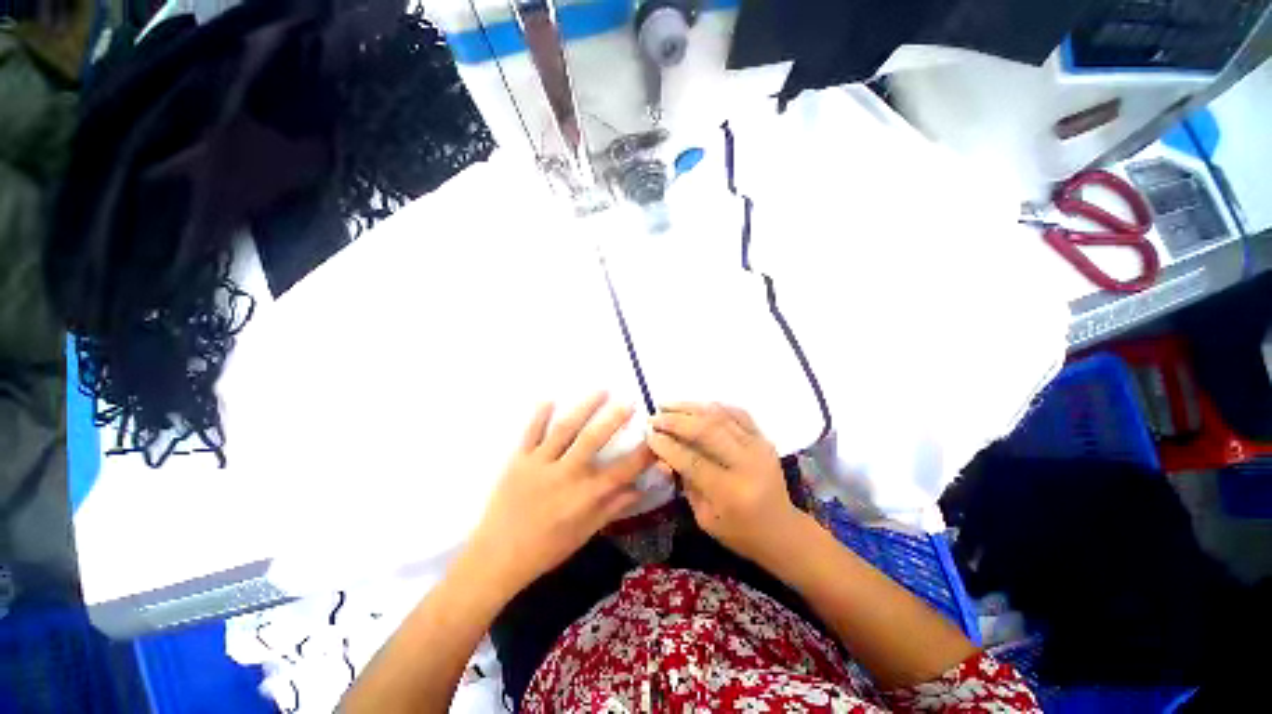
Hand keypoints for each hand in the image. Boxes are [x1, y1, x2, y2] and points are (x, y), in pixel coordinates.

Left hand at [465, 393, 655, 596]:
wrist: (496, 558)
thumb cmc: (546, 549)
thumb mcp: (585, 532)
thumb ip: (613, 507)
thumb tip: (641, 489)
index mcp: (584, 496)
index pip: (622, 470)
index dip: (642, 453)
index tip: (655, 437)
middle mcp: (565, 475)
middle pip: (592, 440)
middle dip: (613, 419)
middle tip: (629, 402)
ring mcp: (539, 464)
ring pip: (565, 430)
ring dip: (584, 408)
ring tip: (601, 391)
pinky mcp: (518, 461)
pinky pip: (530, 433)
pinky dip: (539, 416)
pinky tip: (549, 399)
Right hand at [646, 403, 801, 563]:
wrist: (781, 529)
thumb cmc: (739, 531)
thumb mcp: (705, 517)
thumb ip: (686, 482)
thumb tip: (667, 451)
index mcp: (731, 492)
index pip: (692, 461)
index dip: (667, 446)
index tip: (648, 435)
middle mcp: (747, 464)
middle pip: (706, 431)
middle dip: (676, 420)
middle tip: (655, 416)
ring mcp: (759, 447)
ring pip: (720, 416)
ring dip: (690, 407)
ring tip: (668, 405)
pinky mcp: (764, 439)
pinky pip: (738, 413)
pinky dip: (714, 406)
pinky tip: (696, 406)